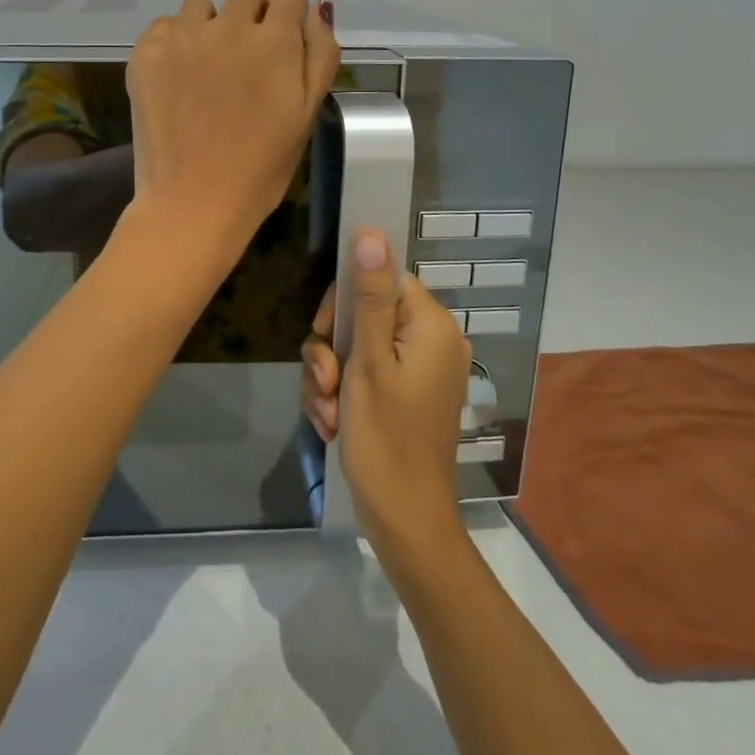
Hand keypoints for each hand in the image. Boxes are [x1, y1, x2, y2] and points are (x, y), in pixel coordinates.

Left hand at [124, 0, 338, 251]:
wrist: (193, 201)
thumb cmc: (261, 167)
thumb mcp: (307, 115)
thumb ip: (320, 55)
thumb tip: (317, 10)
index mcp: (275, 41)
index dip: (290, 17)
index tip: (282, 45)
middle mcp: (228, 26)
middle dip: (253, 17)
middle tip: (246, 62)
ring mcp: (182, 37)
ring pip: (202, 6)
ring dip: (211, 27)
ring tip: (207, 70)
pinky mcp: (146, 53)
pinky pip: (166, 26)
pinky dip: (175, 43)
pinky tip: (178, 79)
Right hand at [316, 231, 473, 558]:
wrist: (404, 521)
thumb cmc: (386, 438)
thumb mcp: (368, 363)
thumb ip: (369, 297)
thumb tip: (372, 233)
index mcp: (430, 326)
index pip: (380, 280)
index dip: (343, 301)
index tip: (324, 332)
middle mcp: (429, 341)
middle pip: (362, 314)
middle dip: (331, 348)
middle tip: (325, 381)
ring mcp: (417, 371)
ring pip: (353, 347)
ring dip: (329, 377)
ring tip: (327, 412)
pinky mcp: (403, 395)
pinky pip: (362, 375)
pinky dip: (341, 395)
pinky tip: (332, 423)